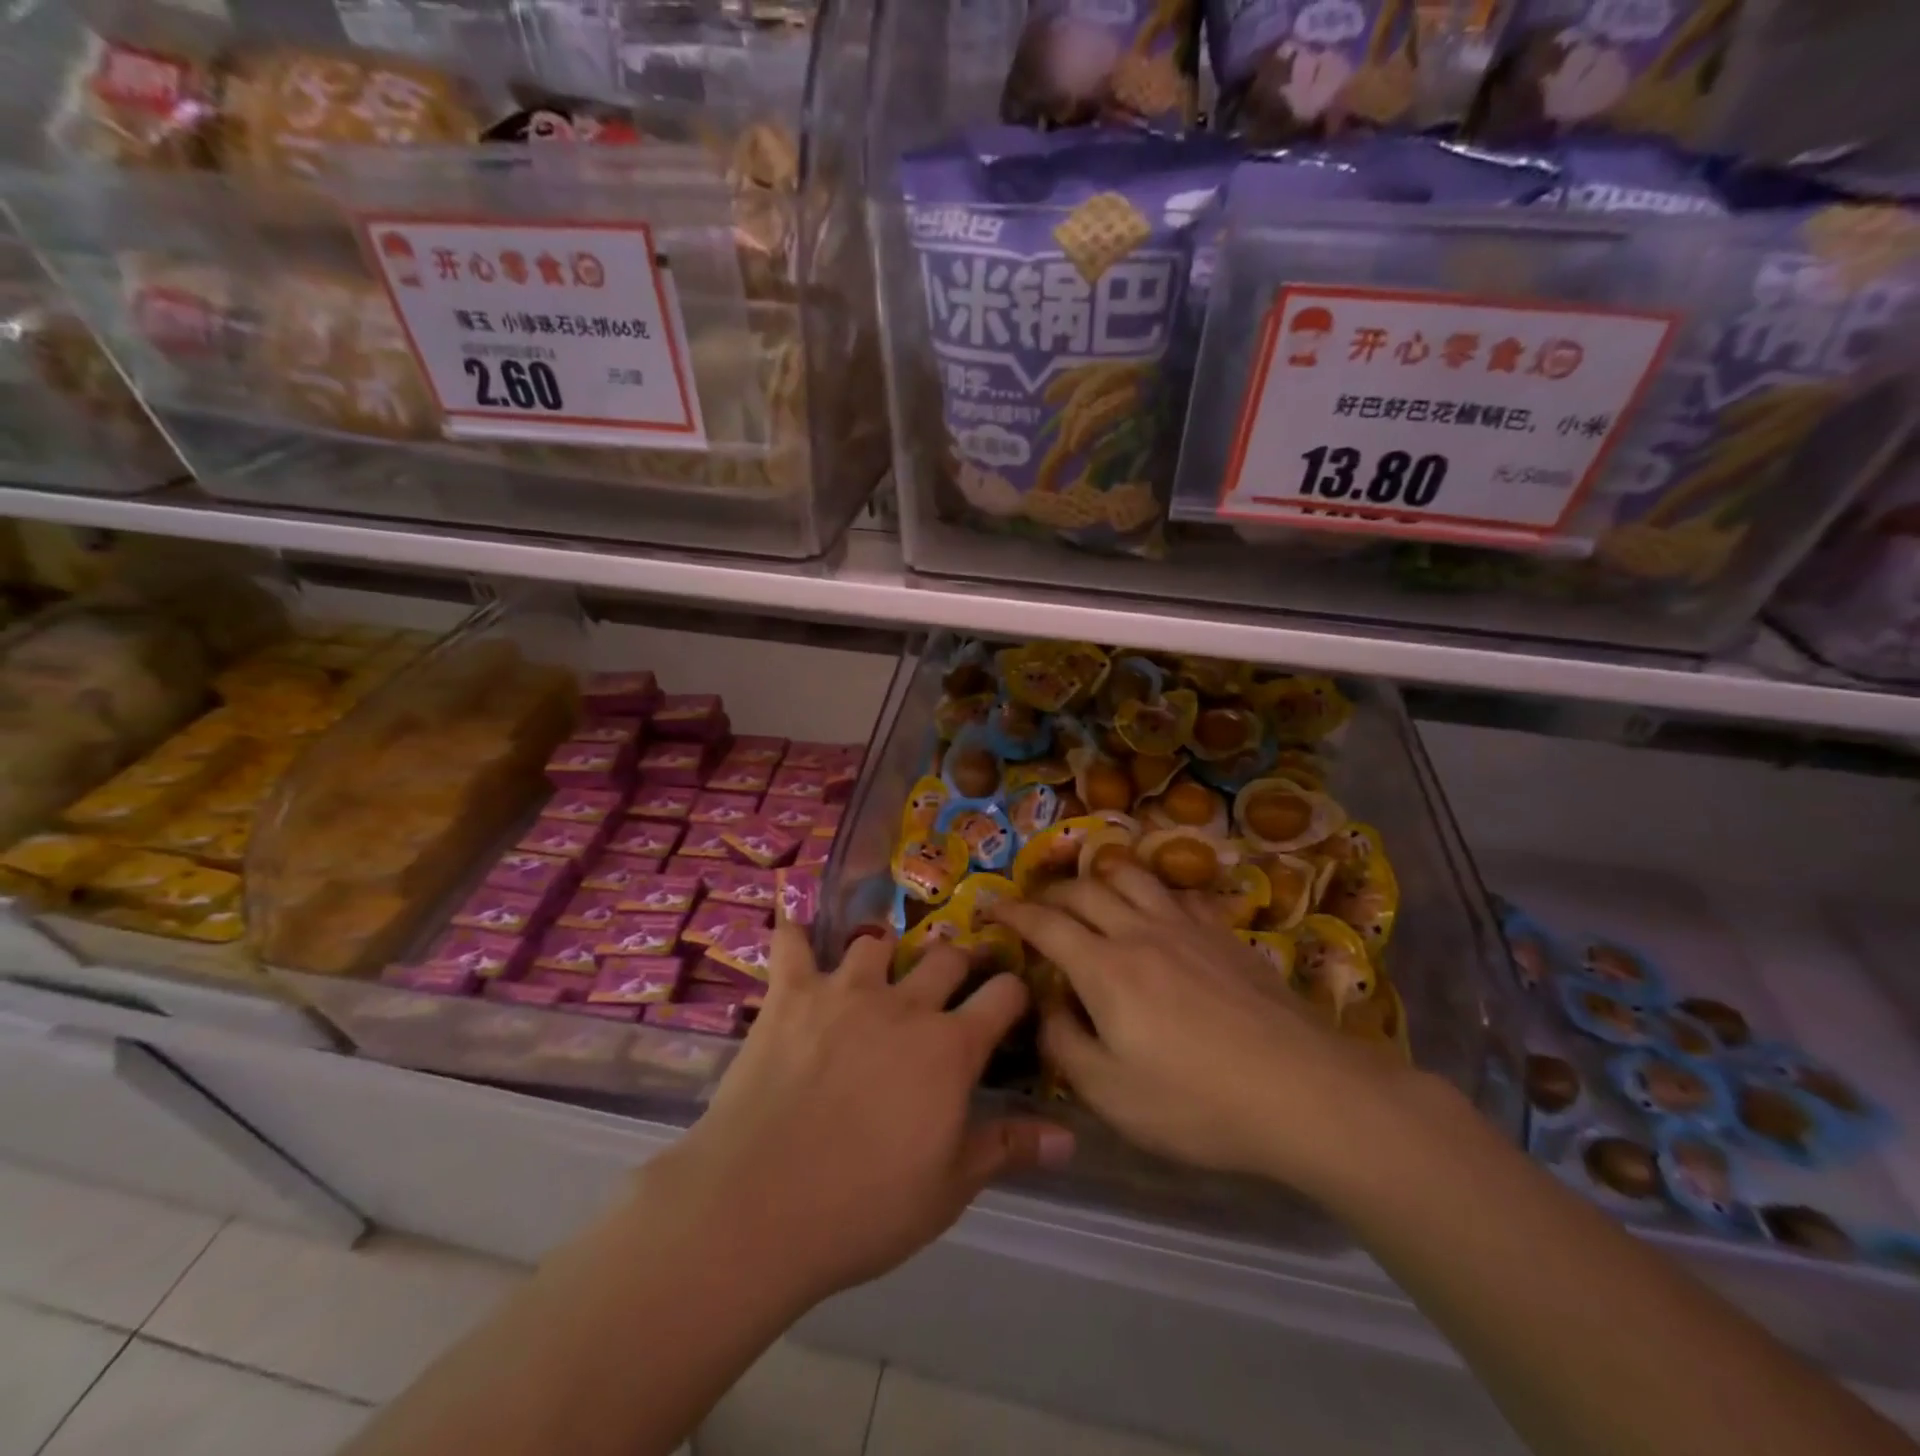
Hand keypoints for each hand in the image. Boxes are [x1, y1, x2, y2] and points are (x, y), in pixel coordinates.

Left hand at [651, 921, 1071, 1310]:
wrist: (759, 1206)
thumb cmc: (864, 1207)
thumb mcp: (948, 1189)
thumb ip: (1007, 1148)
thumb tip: (1068, 1136)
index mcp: (950, 1048)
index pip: (1004, 995)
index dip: (1015, 993)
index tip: (1013, 1002)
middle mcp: (903, 1004)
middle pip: (946, 958)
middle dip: (958, 965)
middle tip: (952, 982)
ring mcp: (844, 991)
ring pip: (876, 943)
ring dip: (883, 954)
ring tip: (877, 971)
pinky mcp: (790, 995)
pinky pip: (793, 945)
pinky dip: (796, 935)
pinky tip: (796, 930)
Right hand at [992, 861, 1425, 1198]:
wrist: (1304, 1092)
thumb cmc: (1197, 1103)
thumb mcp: (1111, 1094)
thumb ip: (1065, 1045)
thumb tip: (1047, 1008)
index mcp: (1105, 968)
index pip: (1046, 924)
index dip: (1014, 912)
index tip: (992, 906)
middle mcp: (1141, 932)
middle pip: (1084, 891)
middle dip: (1050, 893)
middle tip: (1035, 906)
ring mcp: (1187, 928)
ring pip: (1132, 877)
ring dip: (1100, 877)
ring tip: (1091, 894)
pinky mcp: (1224, 936)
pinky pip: (1178, 894)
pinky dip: (1154, 893)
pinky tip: (1158, 913)